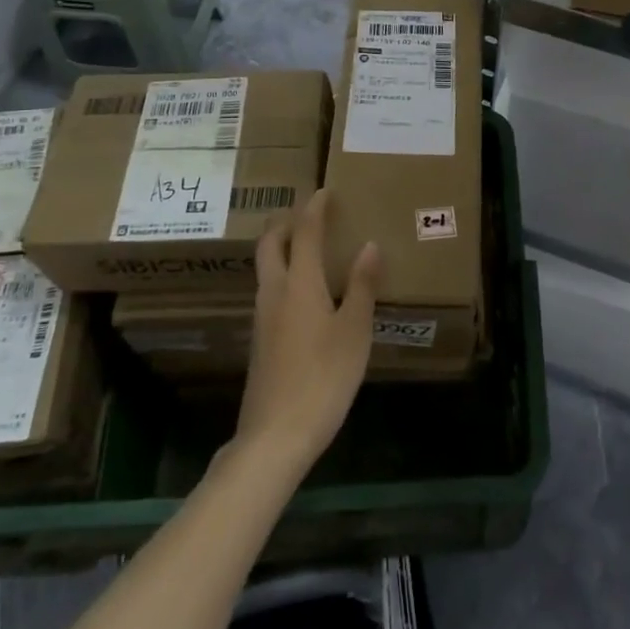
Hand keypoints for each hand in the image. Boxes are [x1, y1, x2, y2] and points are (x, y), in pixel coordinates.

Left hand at [235, 190, 380, 476]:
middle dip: (285, 222)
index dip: (314, 209)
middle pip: (270, 244)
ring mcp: (262, 317)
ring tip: (305, 246)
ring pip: (265, 268)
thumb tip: (369, 245)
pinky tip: (301, 293)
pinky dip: (282, 274)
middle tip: (306, 213)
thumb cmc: (323, 378)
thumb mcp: (354, 331)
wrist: (275, 436)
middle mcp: (274, 292)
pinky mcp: (260, 341)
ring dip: (281, 247)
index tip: (324, 192)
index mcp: (299, 283)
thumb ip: (361, 286)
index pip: (305, 232)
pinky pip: (269, 290)